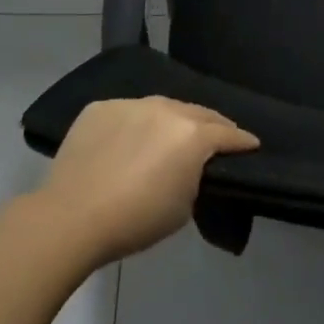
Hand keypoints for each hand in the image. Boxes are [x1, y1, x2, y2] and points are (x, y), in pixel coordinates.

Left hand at [38, 97, 258, 264]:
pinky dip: (135, 124)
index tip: (251, 144)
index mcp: (192, 134)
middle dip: (211, 125)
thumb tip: (191, 166)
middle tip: (218, 137)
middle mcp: (165, 108)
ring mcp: (130, 104)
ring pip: (161, 107)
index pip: (227, 133)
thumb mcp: (183, 206)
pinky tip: (129, 141)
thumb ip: (196, 176)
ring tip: (172, 135)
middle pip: (197, 112)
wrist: (72, 217)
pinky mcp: (100, 108)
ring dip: (172, 120)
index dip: (242, 141)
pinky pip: (128, 112)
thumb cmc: (136, 220)